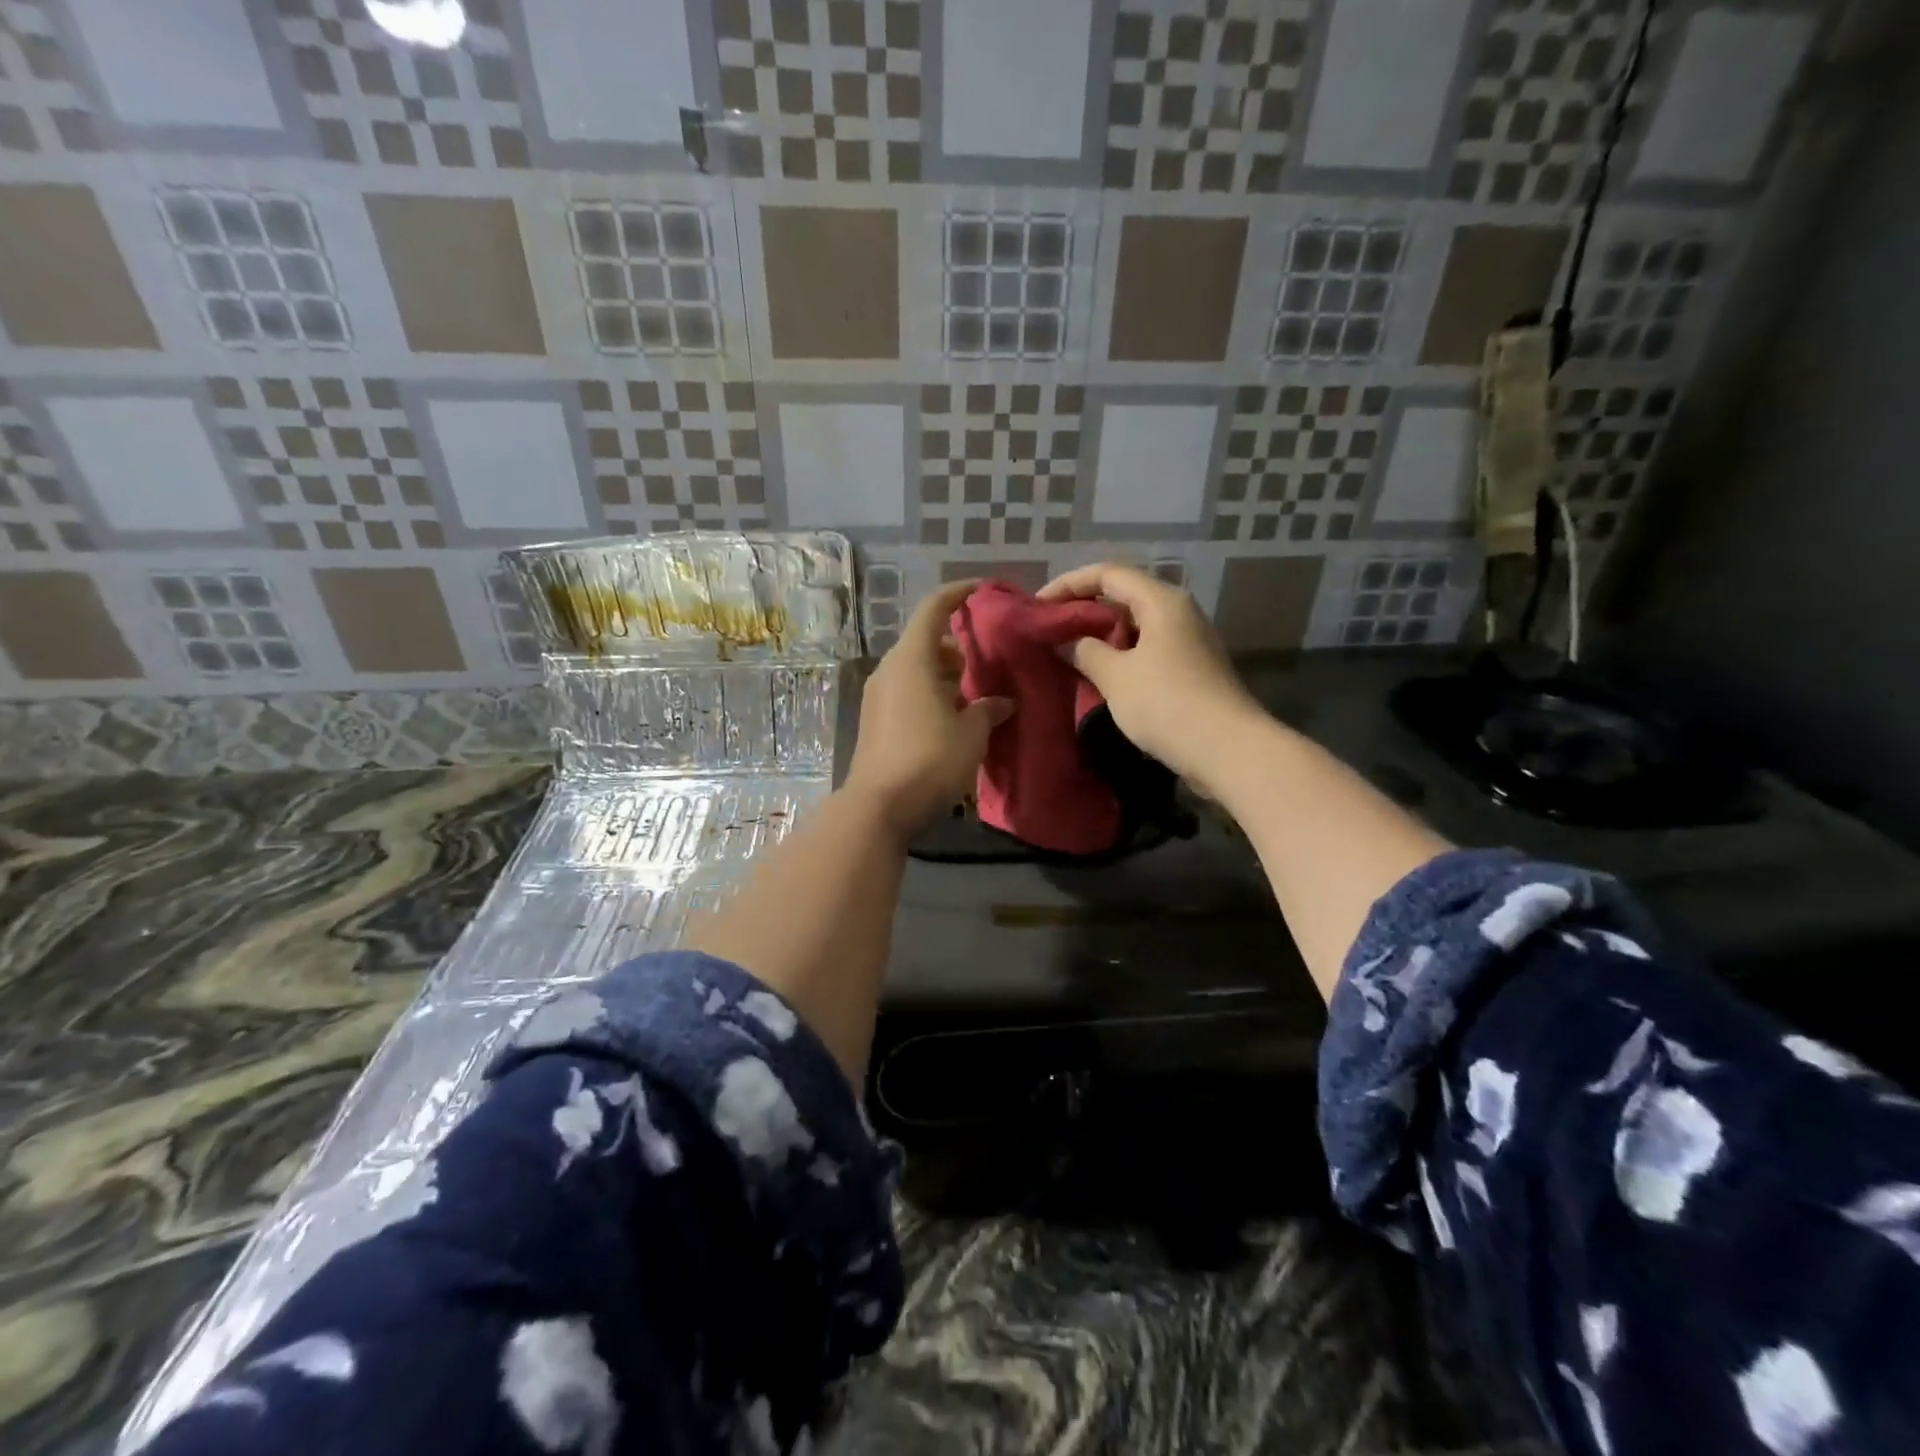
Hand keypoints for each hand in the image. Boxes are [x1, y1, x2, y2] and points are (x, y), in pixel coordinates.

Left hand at [845, 580, 1013, 839]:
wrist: (878, 806)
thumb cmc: (930, 760)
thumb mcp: (971, 734)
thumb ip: (988, 709)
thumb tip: (1002, 700)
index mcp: (912, 659)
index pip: (933, 609)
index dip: (957, 594)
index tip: (980, 590)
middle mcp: (890, 669)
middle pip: (925, 642)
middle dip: (956, 647)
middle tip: (986, 661)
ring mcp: (877, 695)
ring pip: (915, 669)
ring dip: (943, 674)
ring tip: (973, 694)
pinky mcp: (874, 720)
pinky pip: (906, 691)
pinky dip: (929, 692)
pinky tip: (952, 718)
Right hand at [1039, 562, 1260, 790]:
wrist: (1228, 751)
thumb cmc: (1167, 704)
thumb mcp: (1116, 676)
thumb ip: (1084, 651)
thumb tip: (1065, 641)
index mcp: (1161, 601)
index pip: (1108, 574)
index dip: (1069, 584)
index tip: (1038, 606)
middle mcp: (1178, 612)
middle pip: (1123, 596)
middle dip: (1083, 610)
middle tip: (1049, 631)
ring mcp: (1187, 641)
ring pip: (1134, 626)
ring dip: (1100, 637)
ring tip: (1067, 655)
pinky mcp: (1190, 669)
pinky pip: (1146, 650)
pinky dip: (1119, 657)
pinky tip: (1098, 677)